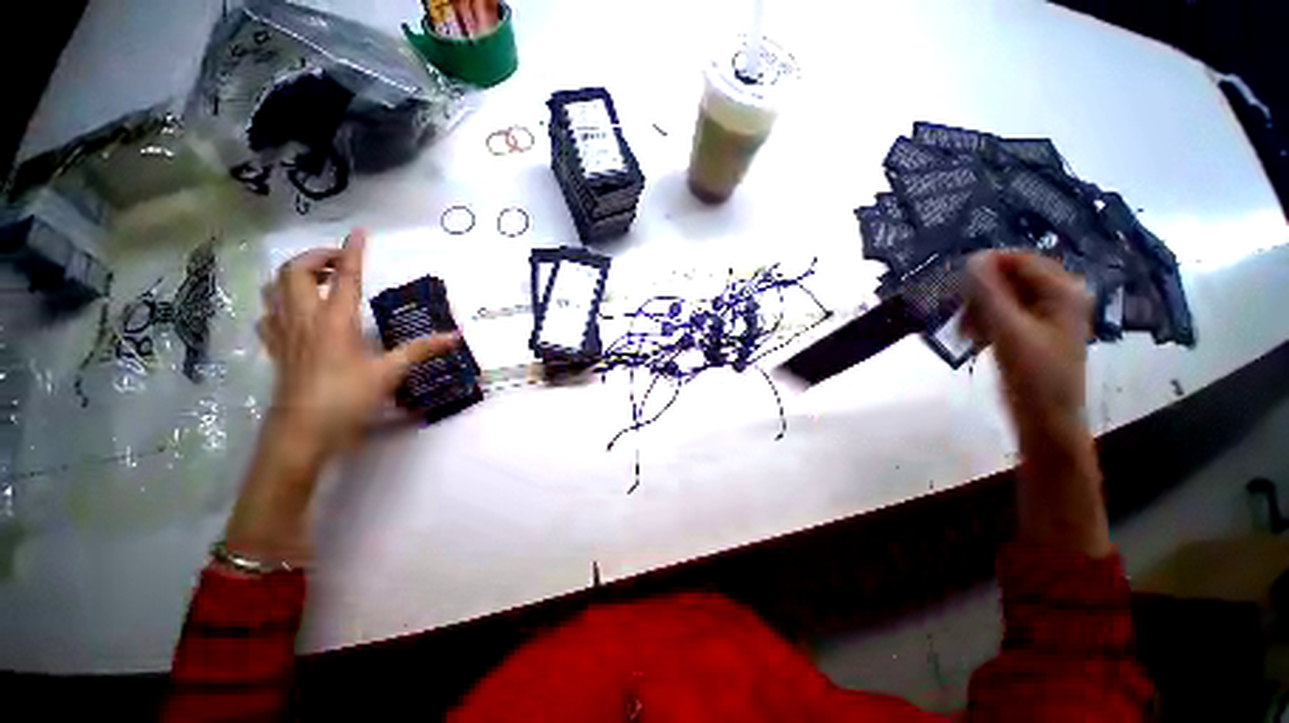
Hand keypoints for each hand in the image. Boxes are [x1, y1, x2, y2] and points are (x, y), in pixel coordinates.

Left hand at [257, 229, 457, 462]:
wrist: (302, 433)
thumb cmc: (347, 399)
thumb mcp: (389, 373)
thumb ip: (421, 350)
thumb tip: (455, 336)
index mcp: (335, 321)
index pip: (346, 277)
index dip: (353, 252)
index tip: (360, 233)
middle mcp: (304, 318)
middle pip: (295, 271)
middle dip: (317, 257)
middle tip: (342, 265)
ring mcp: (284, 332)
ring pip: (275, 287)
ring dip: (296, 276)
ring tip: (320, 282)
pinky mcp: (276, 348)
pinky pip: (269, 314)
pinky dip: (281, 303)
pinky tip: (297, 313)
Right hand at [965, 251, 1091, 444]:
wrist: (1047, 420)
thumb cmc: (1033, 376)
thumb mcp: (1007, 331)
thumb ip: (989, 293)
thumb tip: (971, 258)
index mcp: (1063, 290)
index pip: (1019, 259)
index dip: (985, 268)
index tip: (955, 287)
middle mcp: (1060, 296)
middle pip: (1011, 277)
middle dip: (980, 294)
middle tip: (960, 315)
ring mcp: (1048, 315)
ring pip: (1004, 297)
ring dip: (979, 309)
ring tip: (966, 331)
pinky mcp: (1035, 331)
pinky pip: (1005, 313)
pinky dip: (986, 321)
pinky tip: (975, 338)